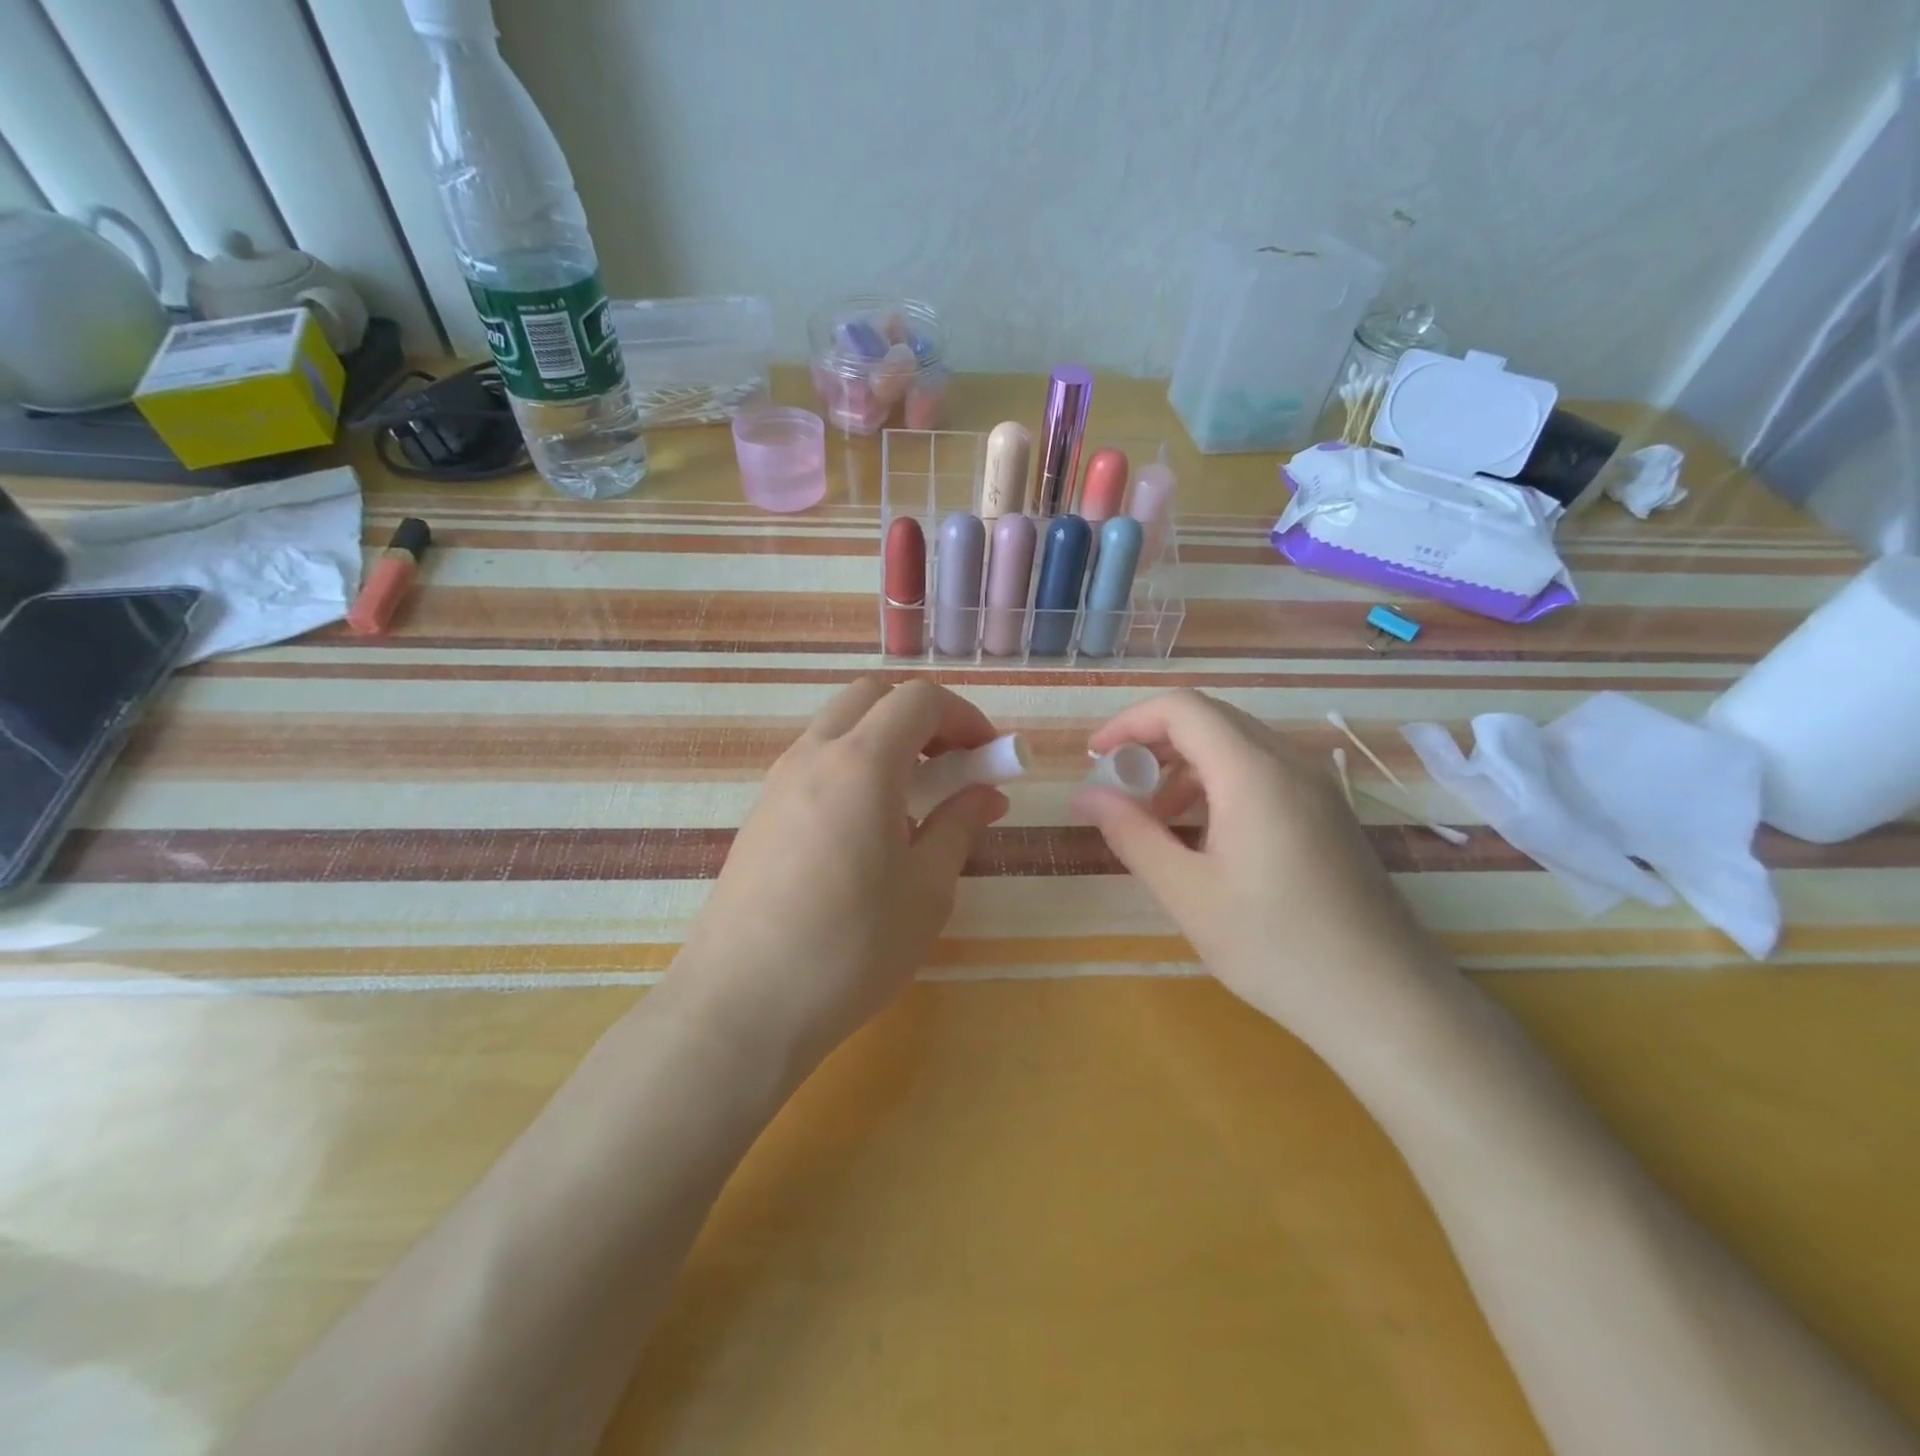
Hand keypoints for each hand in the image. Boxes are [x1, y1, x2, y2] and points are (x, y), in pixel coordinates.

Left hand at [677, 677, 1008, 1076]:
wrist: (742, 1006)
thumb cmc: (851, 948)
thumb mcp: (927, 891)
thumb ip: (959, 827)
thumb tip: (985, 794)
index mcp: (861, 763)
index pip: (919, 699)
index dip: (964, 717)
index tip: (987, 759)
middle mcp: (812, 756)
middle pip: (871, 697)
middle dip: (921, 718)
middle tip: (951, 768)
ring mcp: (776, 783)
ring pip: (838, 727)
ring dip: (884, 743)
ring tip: (912, 806)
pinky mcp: (758, 815)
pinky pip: (814, 764)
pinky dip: (852, 769)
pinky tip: (865, 833)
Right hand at [1071, 690, 1450, 1040]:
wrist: (1387, 1003)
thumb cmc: (1275, 946)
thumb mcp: (1187, 892)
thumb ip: (1131, 833)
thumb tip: (1085, 795)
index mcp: (1253, 771)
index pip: (1182, 708)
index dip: (1129, 721)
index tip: (1095, 756)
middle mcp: (1290, 763)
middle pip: (1211, 720)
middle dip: (1154, 743)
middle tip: (1119, 787)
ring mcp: (1317, 788)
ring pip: (1238, 747)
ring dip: (1186, 768)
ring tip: (1156, 820)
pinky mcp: (1329, 815)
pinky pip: (1264, 775)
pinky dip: (1220, 786)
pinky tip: (1206, 838)